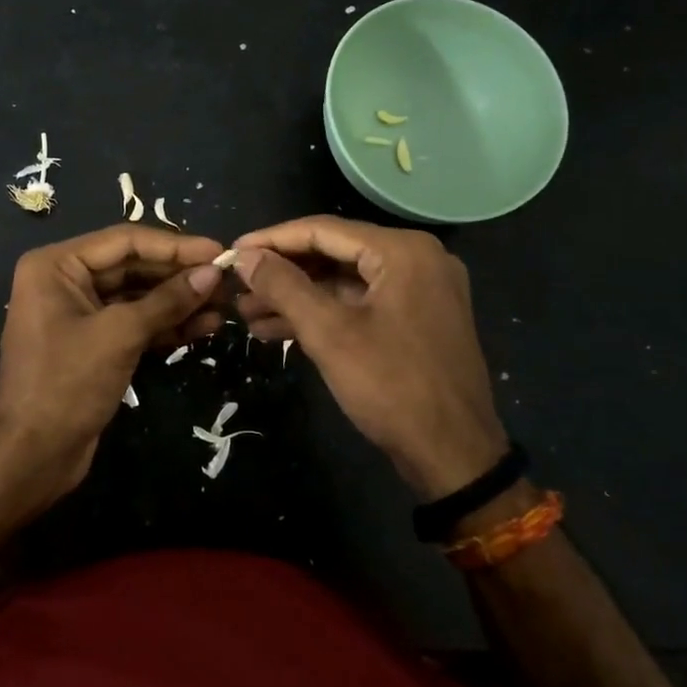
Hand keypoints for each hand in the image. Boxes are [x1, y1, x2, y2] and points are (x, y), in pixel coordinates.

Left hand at [0, 224, 226, 507]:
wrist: (32, 456)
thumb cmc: (67, 384)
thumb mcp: (120, 335)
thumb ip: (167, 301)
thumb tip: (213, 273)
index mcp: (56, 265)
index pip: (126, 241)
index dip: (176, 245)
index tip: (220, 252)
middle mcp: (65, 280)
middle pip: (133, 266)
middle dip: (180, 275)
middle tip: (227, 281)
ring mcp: (80, 313)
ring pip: (138, 296)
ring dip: (179, 302)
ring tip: (224, 307)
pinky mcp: (94, 343)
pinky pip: (135, 323)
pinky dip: (166, 325)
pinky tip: (204, 328)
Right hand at [231, 216, 506, 499]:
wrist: (455, 456)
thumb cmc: (391, 386)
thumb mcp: (329, 333)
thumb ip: (283, 286)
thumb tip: (244, 257)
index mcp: (403, 251)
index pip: (323, 230)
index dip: (272, 240)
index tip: (232, 252)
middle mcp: (417, 258)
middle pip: (334, 253)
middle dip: (282, 273)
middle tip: (237, 288)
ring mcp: (421, 289)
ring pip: (344, 281)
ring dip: (297, 296)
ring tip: (248, 314)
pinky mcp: (417, 318)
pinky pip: (360, 302)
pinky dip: (323, 312)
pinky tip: (278, 329)